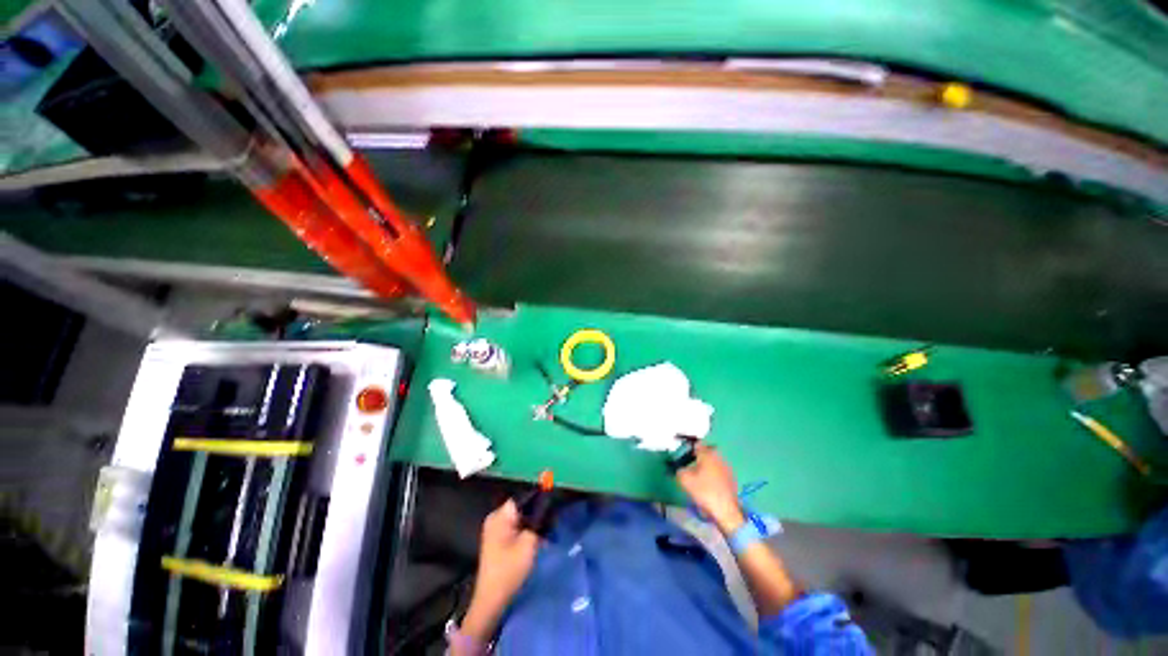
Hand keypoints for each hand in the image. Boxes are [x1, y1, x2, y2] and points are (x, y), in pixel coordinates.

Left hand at [461, 499, 540, 642]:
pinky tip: (538, 540)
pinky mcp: (498, 540)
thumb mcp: (529, 543)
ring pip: (520, 518)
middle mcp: (496, 518)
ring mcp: (495, 529)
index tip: (553, 504)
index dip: (539, 499)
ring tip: (547, 531)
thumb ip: (538, 521)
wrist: (492, 600)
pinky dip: (527, 531)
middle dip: (537, 513)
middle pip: (522, 507)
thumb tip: (546, 506)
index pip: (523, 498)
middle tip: (552, 520)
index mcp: (500, 515)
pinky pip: (516, 527)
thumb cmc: (509, 570)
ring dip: (533, 523)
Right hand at [675, 444, 745, 533]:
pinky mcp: (731, 478)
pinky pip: (719, 469)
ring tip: (698, 472)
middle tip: (690, 460)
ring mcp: (726, 468)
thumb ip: (679, 470)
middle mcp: (718, 458)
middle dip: (699, 454)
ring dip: (706, 463)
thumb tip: (680, 468)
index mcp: (707, 455)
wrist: (726, 511)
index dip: (689, 445)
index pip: (697, 444)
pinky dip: (713, 472)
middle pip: (707, 451)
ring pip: (714, 460)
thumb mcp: (685, 480)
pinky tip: (708, 481)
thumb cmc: (704, 492)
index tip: (683, 450)